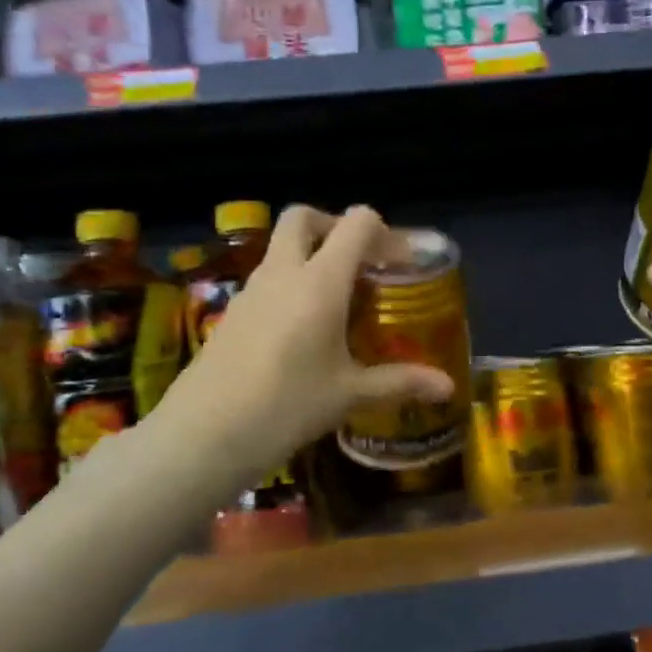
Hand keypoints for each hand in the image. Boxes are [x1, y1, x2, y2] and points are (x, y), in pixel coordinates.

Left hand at [153, 206, 455, 489]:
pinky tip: (301, 330)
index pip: (356, 223)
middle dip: (333, 226)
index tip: (401, 264)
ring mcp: (250, 290)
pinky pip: (265, 279)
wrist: (204, 434)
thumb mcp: (349, 395)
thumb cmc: (286, 406)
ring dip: (309, 256)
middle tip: (358, 263)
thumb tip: (447, 387)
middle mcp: (283, 272)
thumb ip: (400, 382)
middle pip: (303, 217)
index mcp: (320, 281)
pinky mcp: (231, 311)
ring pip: (280, 248)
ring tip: (335, 301)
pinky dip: (288, 284)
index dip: (384, 233)